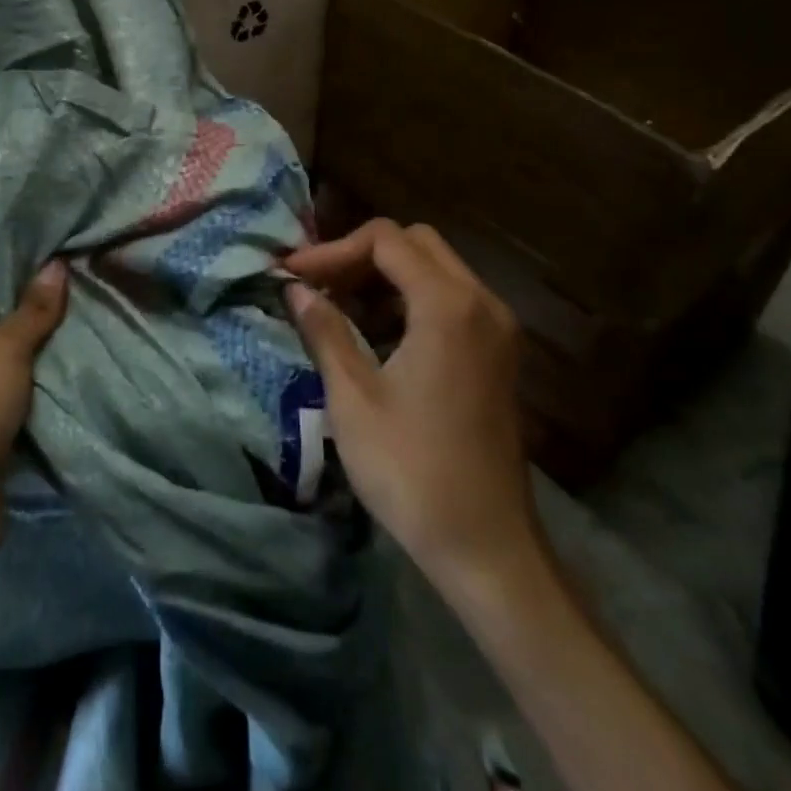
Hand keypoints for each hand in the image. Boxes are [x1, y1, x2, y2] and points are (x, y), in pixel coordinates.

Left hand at [0, 263, 67, 576]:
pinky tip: (70, 357)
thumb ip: (32, 310)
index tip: (42, 249)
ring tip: (80, 309)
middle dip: (25, 305)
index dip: (0, 266)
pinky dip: (33, 380)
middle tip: (71, 275)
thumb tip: (58, 264)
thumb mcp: (3, 354)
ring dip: (33, 345)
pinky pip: (7, 389)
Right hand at [285, 220, 535, 595]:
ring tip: (337, 306)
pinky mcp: (497, 354)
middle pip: (415, 244)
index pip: (385, 241)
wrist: (487, 549)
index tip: (292, 275)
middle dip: (360, 255)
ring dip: (385, 276)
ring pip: (435, 269)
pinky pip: (451, 300)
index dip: (332, 250)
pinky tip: (374, 333)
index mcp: (448, 305)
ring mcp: (496, 328)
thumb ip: (324, 330)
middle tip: (317, 285)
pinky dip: (409, 299)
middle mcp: (481, 302)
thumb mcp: (353, 398)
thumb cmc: (412, 471)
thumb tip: (294, 289)